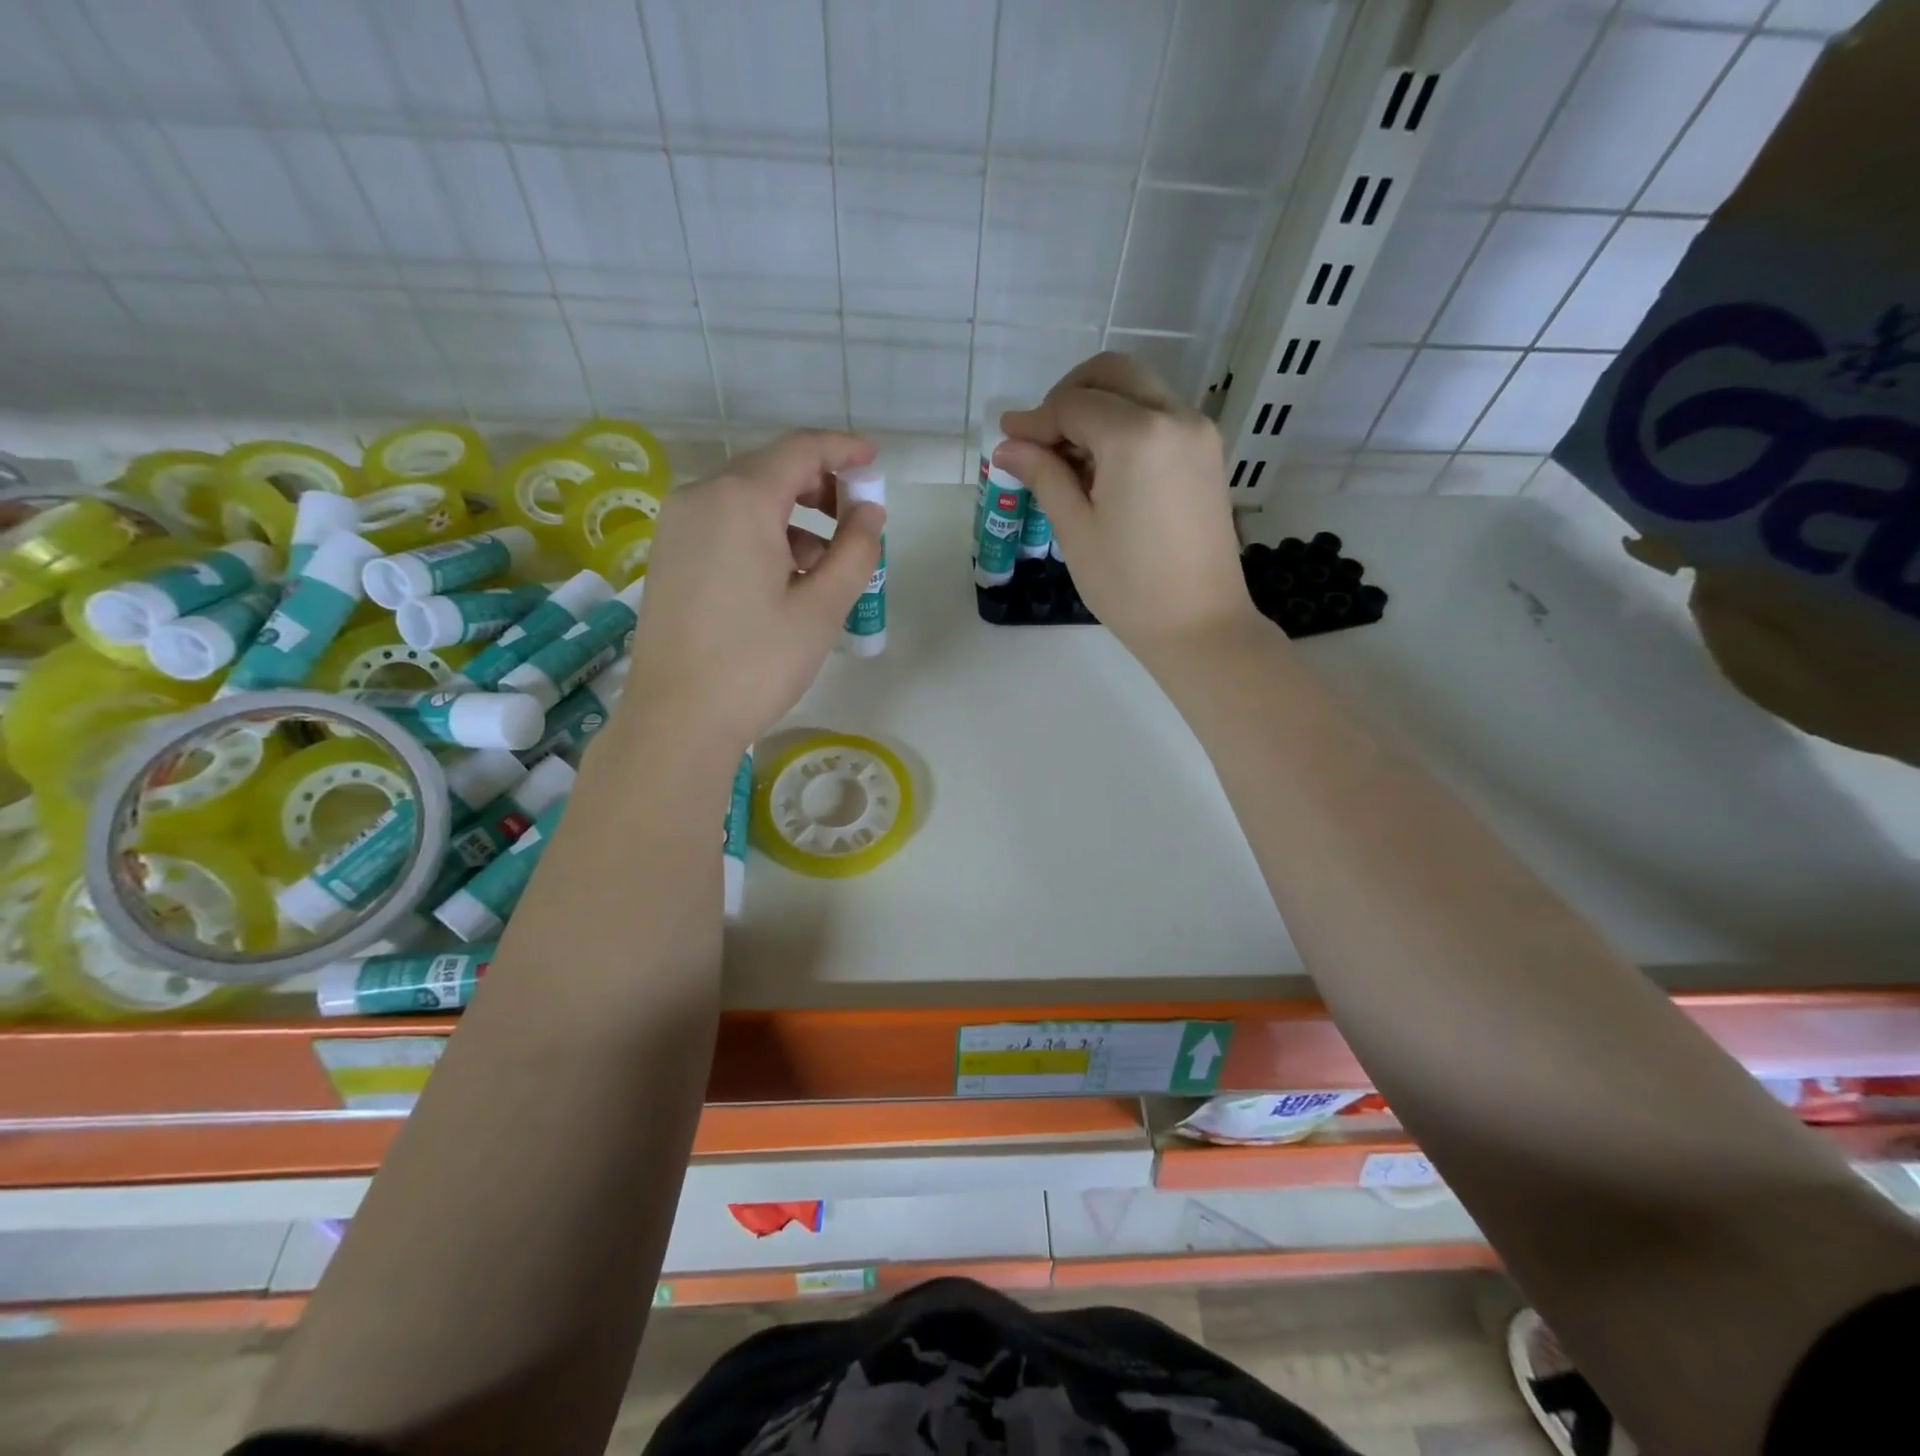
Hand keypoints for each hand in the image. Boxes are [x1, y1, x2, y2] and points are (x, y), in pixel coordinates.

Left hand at [624, 430, 883, 751]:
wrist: (677, 717)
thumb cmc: (757, 662)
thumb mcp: (821, 608)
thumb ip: (855, 550)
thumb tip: (870, 512)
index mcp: (741, 500)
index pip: (800, 450)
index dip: (843, 450)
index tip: (875, 462)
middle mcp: (701, 496)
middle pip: (771, 469)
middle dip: (820, 486)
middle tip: (856, 521)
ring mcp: (677, 524)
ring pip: (746, 497)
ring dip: (793, 515)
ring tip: (824, 564)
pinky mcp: (668, 552)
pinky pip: (723, 522)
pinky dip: (761, 532)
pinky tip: (782, 576)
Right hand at [995, 352, 1256, 654]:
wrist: (1199, 625)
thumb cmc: (1129, 586)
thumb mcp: (1076, 530)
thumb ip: (1044, 475)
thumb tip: (1008, 445)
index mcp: (1137, 436)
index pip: (1074, 405)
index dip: (1035, 420)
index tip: (1007, 440)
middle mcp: (1175, 417)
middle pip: (1112, 374)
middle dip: (1068, 396)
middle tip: (1040, 438)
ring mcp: (1198, 432)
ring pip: (1138, 390)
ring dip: (1098, 408)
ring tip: (1068, 460)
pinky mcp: (1208, 453)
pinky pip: (1160, 415)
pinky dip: (1126, 423)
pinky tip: (1103, 467)